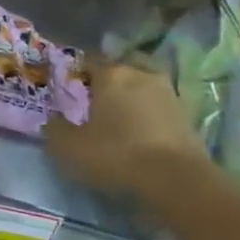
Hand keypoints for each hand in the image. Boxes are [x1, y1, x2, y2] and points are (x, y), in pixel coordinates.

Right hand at [45, 57, 205, 195]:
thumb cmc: (116, 154)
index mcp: (111, 74)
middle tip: (96, 102)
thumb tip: (53, 120)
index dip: (76, 74)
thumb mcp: (69, 147)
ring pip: (142, 85)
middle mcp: (140, 73)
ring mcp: (167, 91)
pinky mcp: (186, 113)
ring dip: (131, 96)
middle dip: (108, 81)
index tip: (69, 91)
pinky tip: (140, 131)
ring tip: (120, 118)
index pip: (88, 61)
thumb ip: (55, 129)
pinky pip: (158, 105)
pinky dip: (148, 113)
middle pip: (119, 69)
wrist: (175, 178)